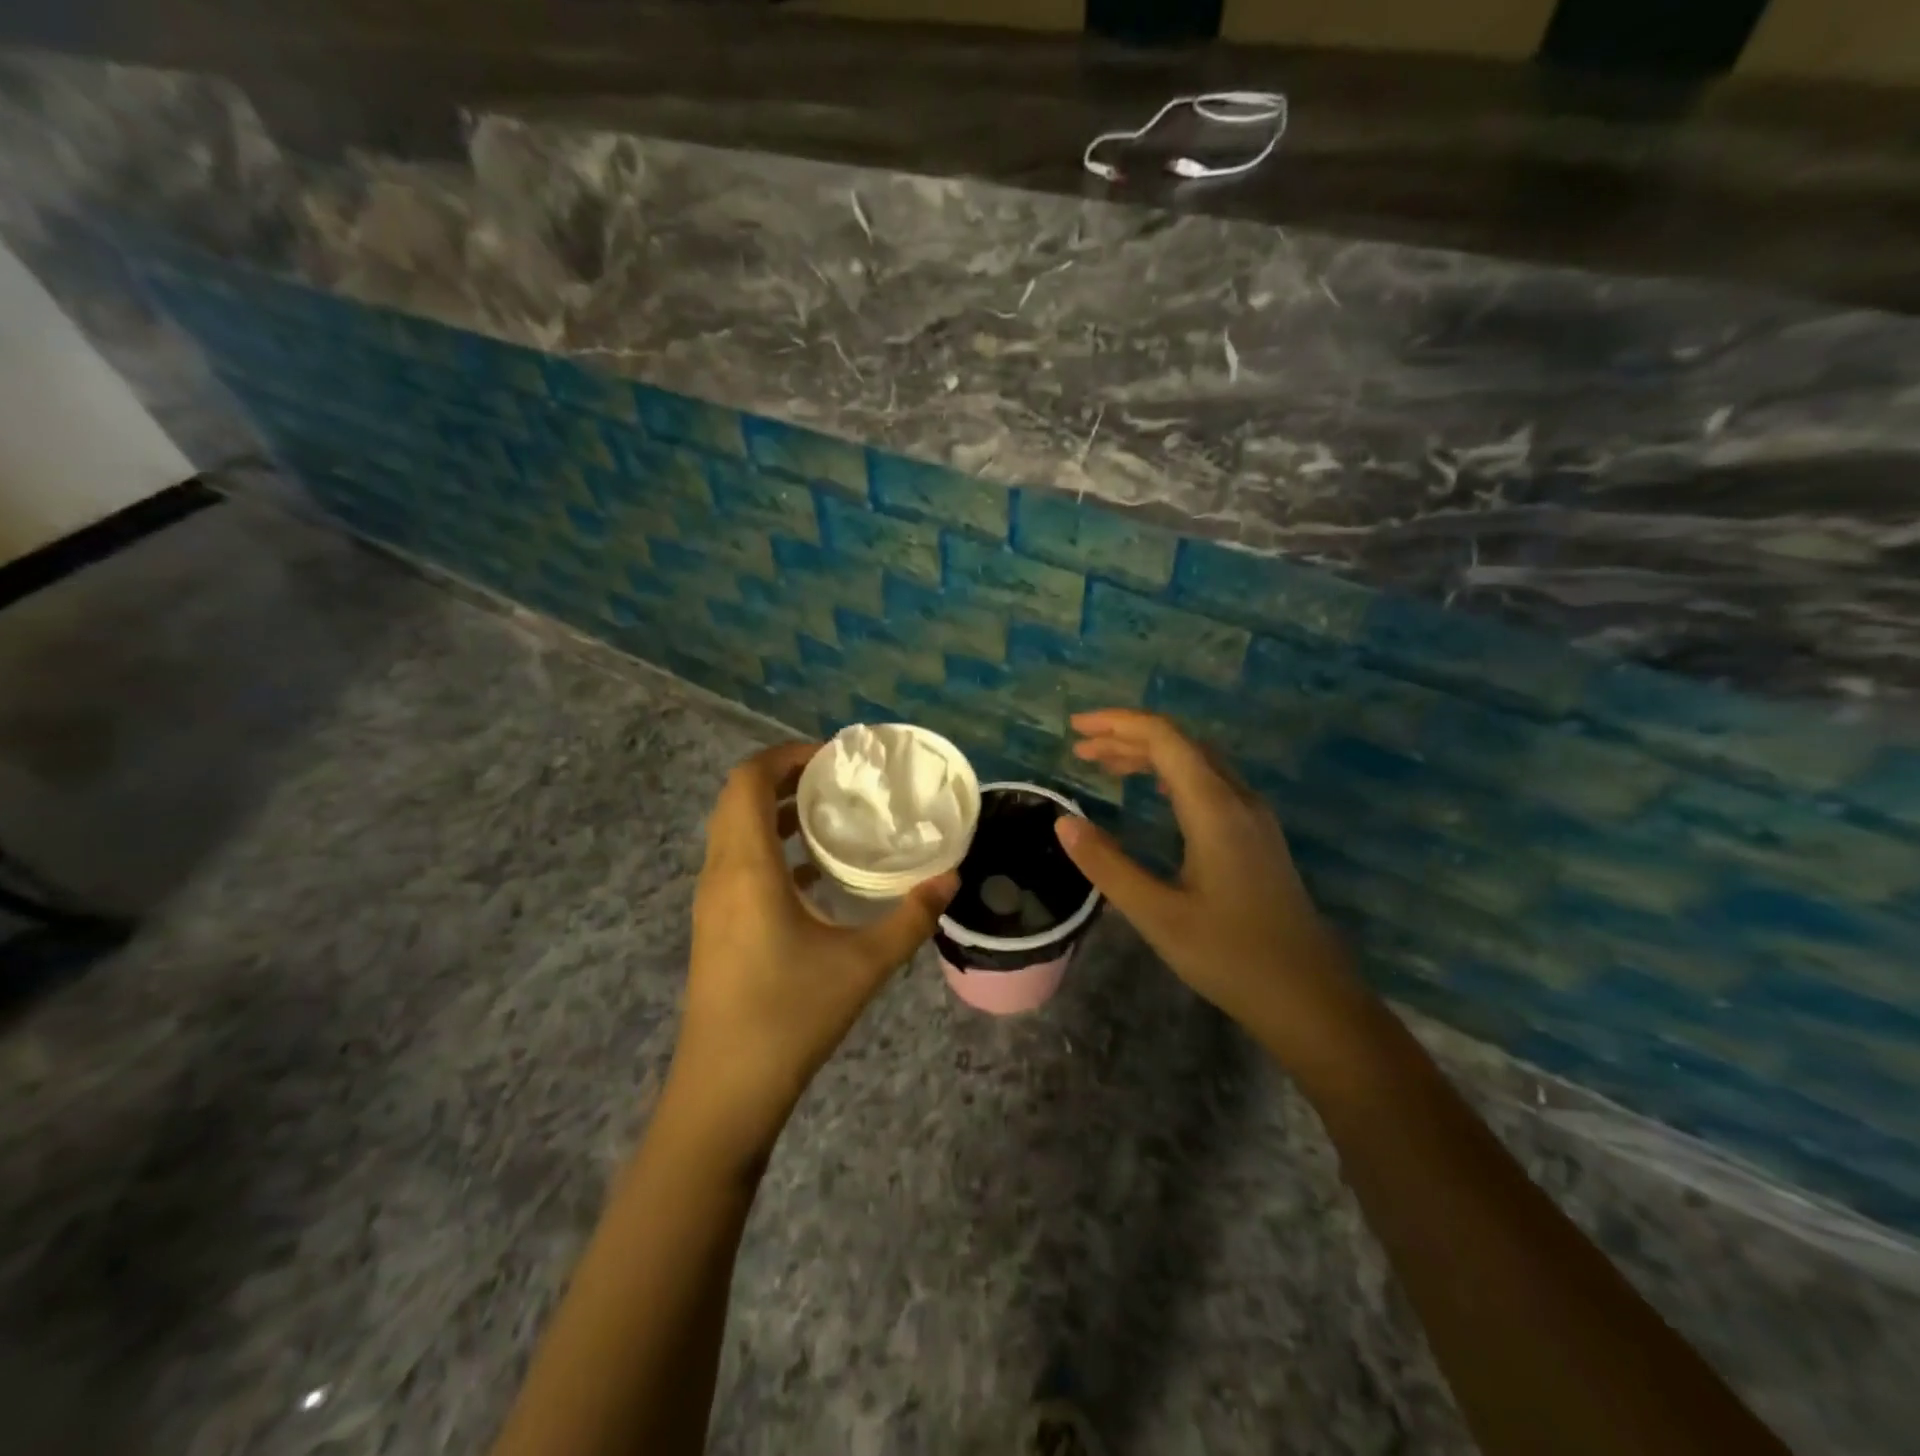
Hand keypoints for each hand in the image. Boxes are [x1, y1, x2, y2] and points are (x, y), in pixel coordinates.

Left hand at [671, 741, 956, 1160]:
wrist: (725, 1090)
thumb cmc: (789, 1016)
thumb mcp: (864, 964)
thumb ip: (911, 917)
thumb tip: (951, 879)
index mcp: (746, 867)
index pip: (748, 781)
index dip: (786, 755)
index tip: (834, 757)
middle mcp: (720, 873)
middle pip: (739, 798)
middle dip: (786, 778)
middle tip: (840, 781)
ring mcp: (711, 901)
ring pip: (736, 831)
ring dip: (778, 813)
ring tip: (832, 816)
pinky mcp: (715, 926)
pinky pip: (738, 862)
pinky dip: (771, 848)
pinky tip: (816, 873)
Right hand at [1053, 709, 1366, 1067]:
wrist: (1311, 997)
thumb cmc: (1231, 957)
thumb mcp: (1157, 915)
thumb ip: (1108, 865)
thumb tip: (1064, 822)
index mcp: (1215, 809)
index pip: (1164, 739)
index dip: (1118, 724)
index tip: (1075, 727)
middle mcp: (1239, 800)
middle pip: (1181, 743)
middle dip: (1128, 736)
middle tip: (1080, 747)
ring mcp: (1254, 817)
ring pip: (1198, 762)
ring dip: (1150, 754)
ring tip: (1104, 763)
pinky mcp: (1258, 836)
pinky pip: (1210, 783)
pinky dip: (1171, 774)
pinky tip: (1153, 793)